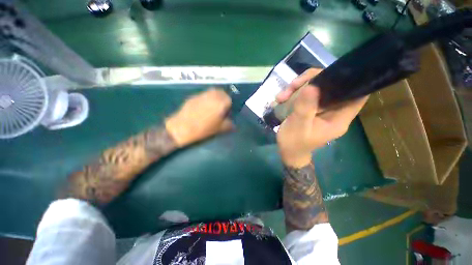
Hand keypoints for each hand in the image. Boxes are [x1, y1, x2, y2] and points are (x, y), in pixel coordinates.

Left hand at [165, 89, 233, 146]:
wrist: (183, 127)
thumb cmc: (204, 129)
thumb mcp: (219, 129)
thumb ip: (229, 125)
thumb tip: (233, 124)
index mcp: (221, 103)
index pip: (229, 99)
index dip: (229, 106)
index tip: (226, 113)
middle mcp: (212, 96)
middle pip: (221, 92)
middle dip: (223, 98)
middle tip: (220, 108)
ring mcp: (202, 95)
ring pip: (212, 91)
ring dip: (215, 97)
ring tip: (212, 106)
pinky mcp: (193, 96)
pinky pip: (203, 95)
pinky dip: (206, 99)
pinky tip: (202, 108)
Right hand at [276, 68, 368, 167]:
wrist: (287, 152)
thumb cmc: (294, 143)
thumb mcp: (298, 126)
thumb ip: (305, 108)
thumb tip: (312, 85)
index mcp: (339, 118)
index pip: (356, 93)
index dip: (350, 79)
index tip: (332, 71)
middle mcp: (333, 111)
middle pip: (332, 86)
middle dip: (312, 80)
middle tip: (293, 85)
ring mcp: (321, 109)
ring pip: (316, 87)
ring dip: (299, 87)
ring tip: (282, 96)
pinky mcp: (311, 108)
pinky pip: (306, 94)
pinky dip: (294, 93)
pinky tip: (281, 98)